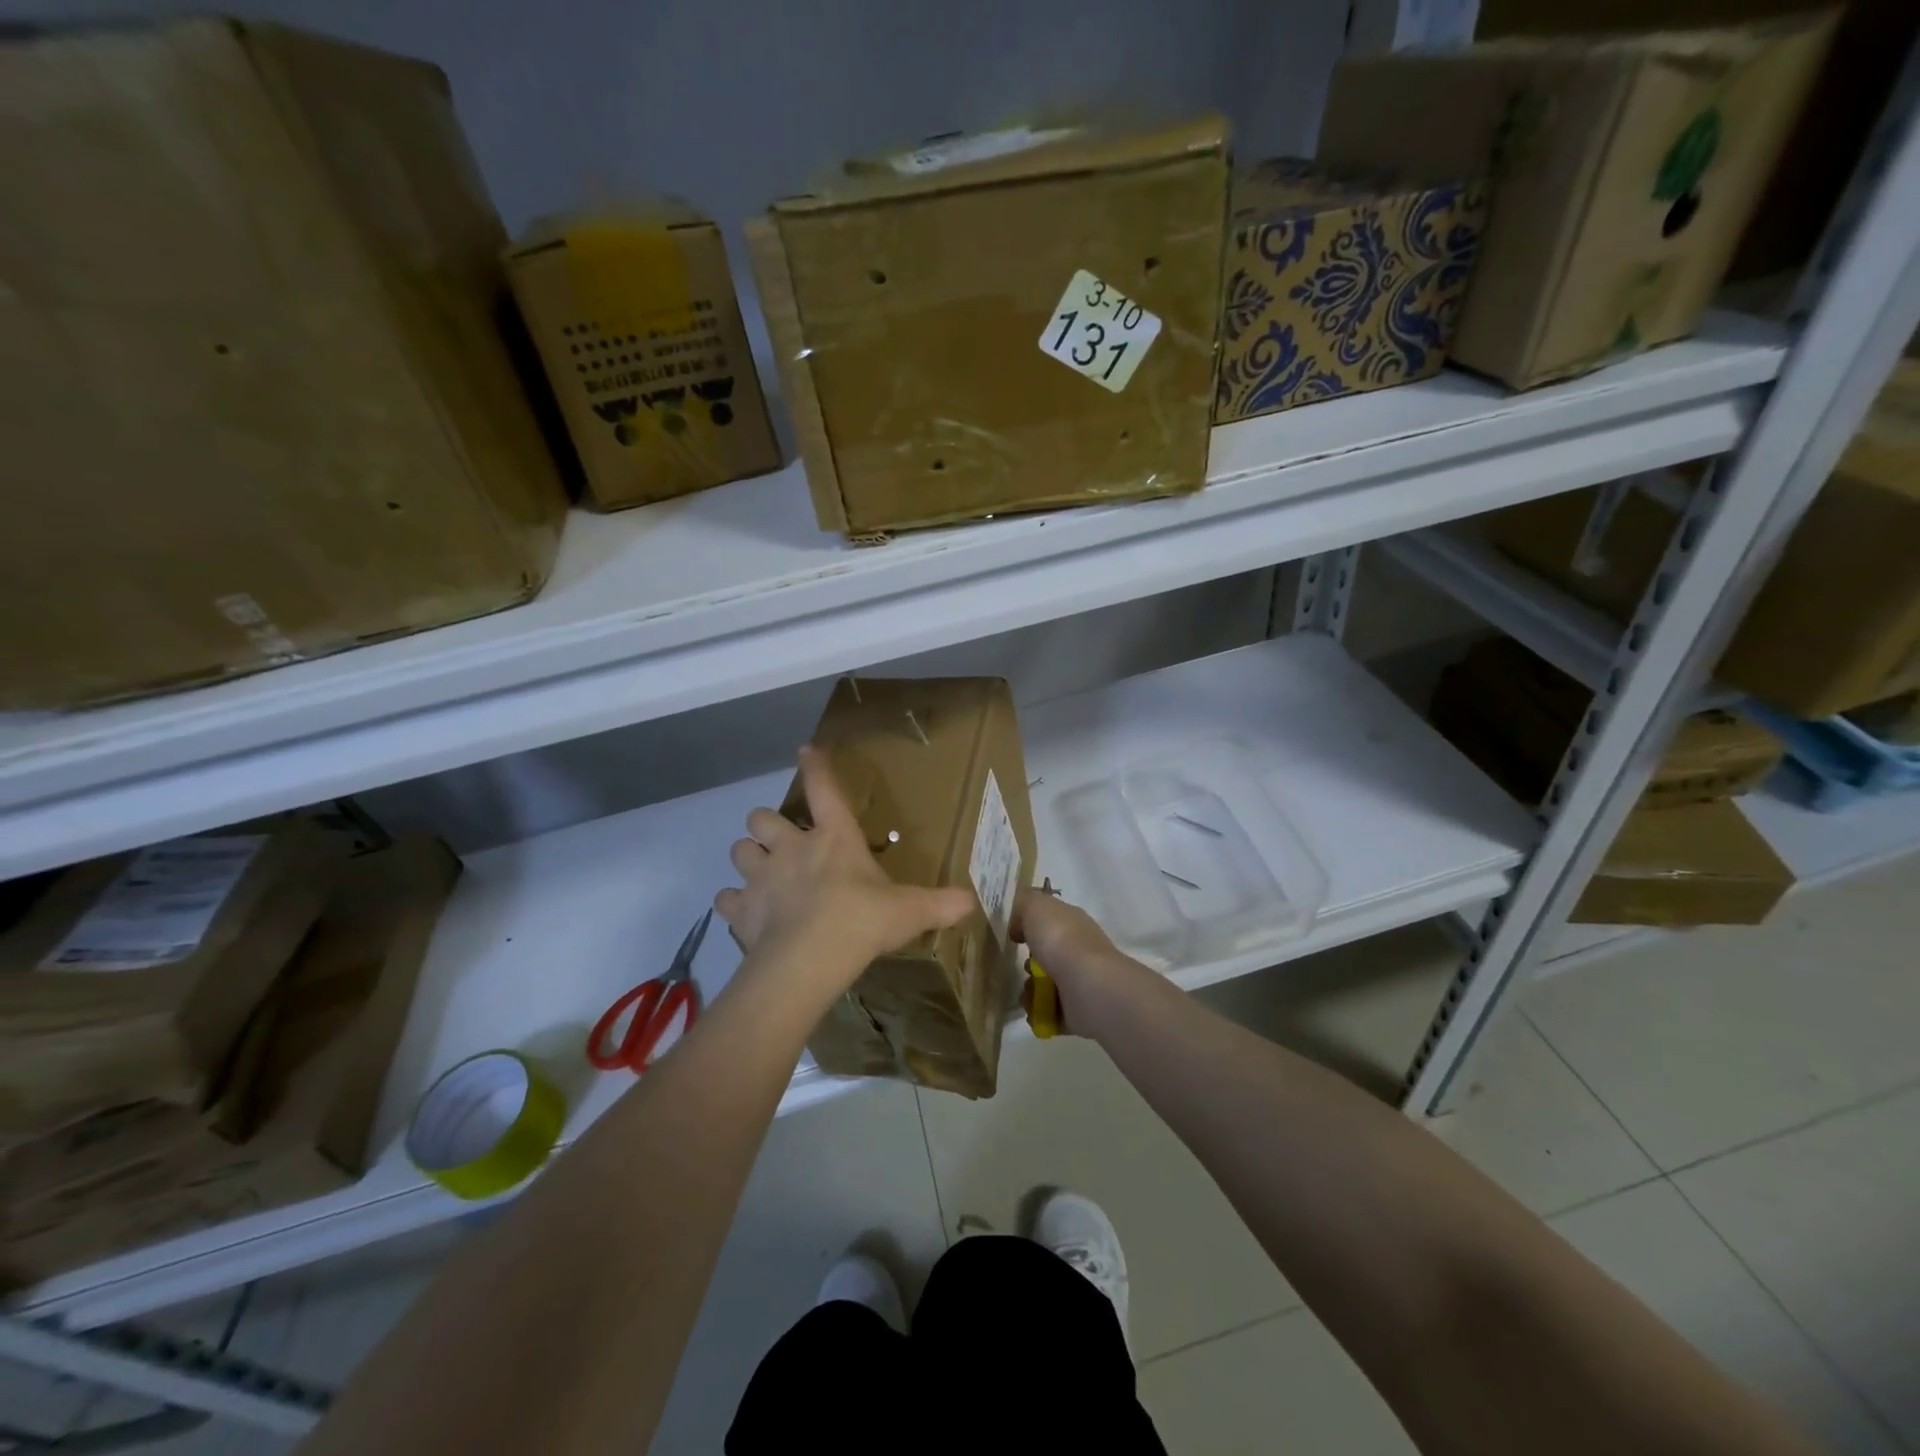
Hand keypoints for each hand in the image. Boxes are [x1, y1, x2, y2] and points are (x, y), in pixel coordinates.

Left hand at [716, 745, 975, 995]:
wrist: (810, 959)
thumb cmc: (862, 921)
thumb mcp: (910, 911)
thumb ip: (940, 904)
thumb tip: (972, 903)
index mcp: (833, 838)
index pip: (823, 789)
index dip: (814, 766)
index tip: (805, 750)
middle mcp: (791, 848)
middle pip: (760, 817)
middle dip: (766, 826)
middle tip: (781, 842)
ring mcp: (761, 877)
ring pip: (739, 851)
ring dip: (749, 858)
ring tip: (761, 874)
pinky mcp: (741, 910)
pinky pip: (726, 899)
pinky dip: (734, 903)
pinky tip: (744, 913)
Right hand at [1010, 888, 1131, 1036]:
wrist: (1087, 987)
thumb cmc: (1060, 940)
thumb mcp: (1036, 907)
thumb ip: (1023, 906)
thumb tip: (1019, 926)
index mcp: (1072, 923)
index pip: (1051, 922)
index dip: (1031, 926)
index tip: (1014, 935)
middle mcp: (1079, 951)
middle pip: (1046, 956)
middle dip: (1028, 964)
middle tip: (1024, 966)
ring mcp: (1080, 982)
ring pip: (1045, 986)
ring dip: (1029, 991)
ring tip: (1028, 993)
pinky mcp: (1078, 1012)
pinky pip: (1049, 1012)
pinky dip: (1037, 1013)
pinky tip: (1034, 1009)